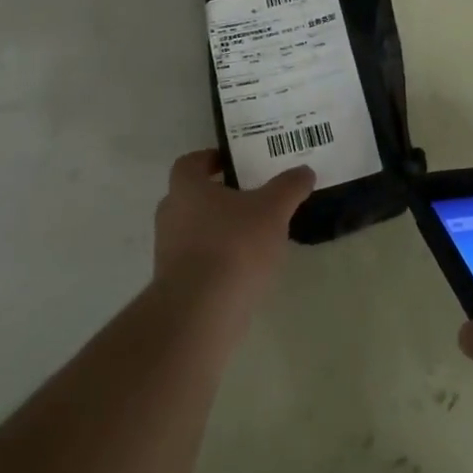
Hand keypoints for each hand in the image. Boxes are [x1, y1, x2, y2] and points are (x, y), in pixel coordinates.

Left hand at [153, 149, 314, 306]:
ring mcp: (168, 253)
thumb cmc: (234, 246)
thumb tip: (304, 171)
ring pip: (194, 231)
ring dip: (219, 230)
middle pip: (191, 197)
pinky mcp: (175, 285)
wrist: (200, 313)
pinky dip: (218, 260)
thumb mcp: (273, 209)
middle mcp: (170, 215)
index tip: (232, 163)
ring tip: (254, 236)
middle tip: (250, 198)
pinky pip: (198, 262)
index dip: (209, 160)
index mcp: (186, 188)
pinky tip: (245, 269)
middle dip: (218, 197)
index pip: (190, 163)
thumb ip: (289, 187)